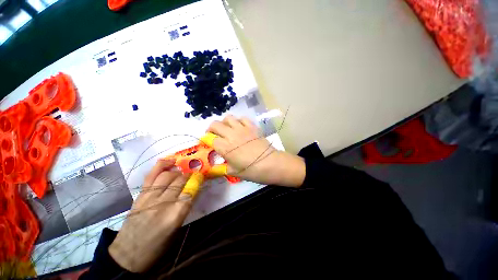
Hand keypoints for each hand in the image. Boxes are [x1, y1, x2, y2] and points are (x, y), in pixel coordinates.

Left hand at [109, 159, 191, 272]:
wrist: (127, 255)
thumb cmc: (157, 246)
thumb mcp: (177, 229)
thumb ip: (185, 207)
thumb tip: (193, 189)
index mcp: (174, 216)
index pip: (190, 191)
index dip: (198, 181)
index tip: (202, 176)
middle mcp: (162, 204)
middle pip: (180, 181)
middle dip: (189, 175)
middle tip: (194, 174)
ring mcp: (149, 197)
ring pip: (168, 175)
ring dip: (178, 171)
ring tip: (182, 172)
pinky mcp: (140, 195)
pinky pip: (152, 175)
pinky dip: (162, 165)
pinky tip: (171, 161)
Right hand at [207, 115, 304, 186]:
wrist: (271, 163)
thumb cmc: (252, 170)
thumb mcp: (233, 172)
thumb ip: (220, 169)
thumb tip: (210, 169)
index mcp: (225, 147)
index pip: (209, 139)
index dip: (205, 140)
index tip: (207, 144)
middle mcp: (231, 135)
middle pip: (215, 124)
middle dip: (211, 129)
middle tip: (214, 135)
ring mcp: (242, 128)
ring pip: (228, 118)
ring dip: (224, 123)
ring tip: (226, 130)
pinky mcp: (252, 126)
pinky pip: (242, 118)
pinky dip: (238, 121)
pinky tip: (240, 128)